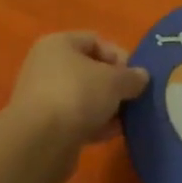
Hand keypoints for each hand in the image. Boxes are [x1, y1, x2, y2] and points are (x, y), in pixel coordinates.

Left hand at [5, 32, 148, 149]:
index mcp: (58, 44)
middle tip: (133, 98)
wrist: (40, 142)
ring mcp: (43, 96)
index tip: (136, 76)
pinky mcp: (44, 125)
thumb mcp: (115, 81)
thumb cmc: (77, 95)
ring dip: (106, 107)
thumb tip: (141, 77)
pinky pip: (76, 119)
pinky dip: (94, 124)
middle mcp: (46, 66)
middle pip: (89, 70)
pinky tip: (111, 134)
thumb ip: (132, 77)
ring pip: (84, 97)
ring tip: (126, 119)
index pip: (96, 40)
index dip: (119, 56)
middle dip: (114, 85)